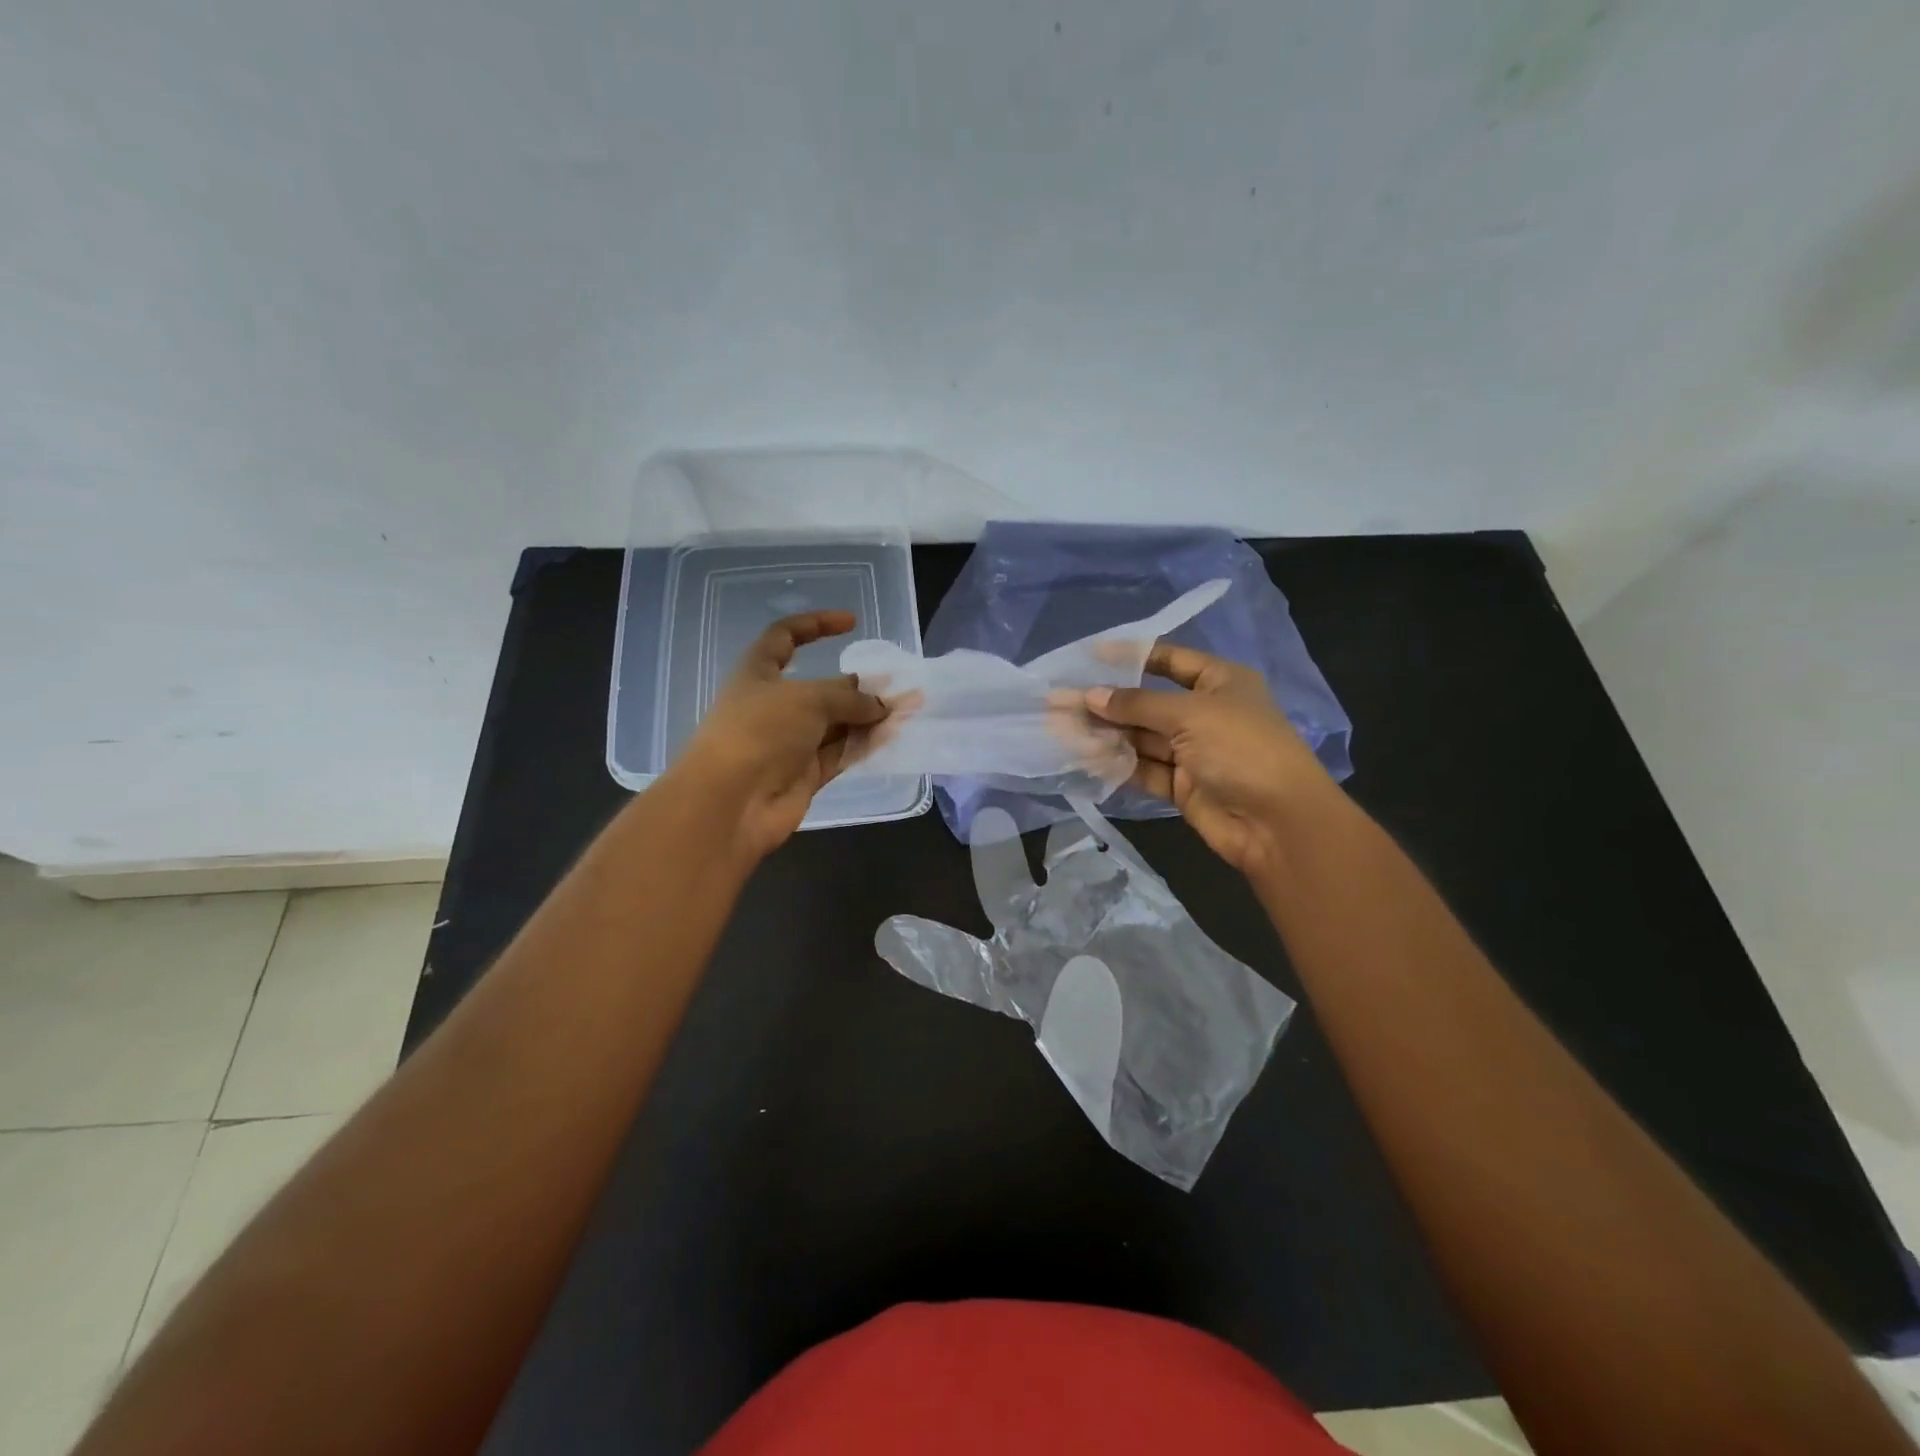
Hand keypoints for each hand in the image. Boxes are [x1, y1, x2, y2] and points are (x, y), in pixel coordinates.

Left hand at [671, 611, 887, 859]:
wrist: (731, 803)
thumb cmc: (760, 731)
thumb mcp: (808, 698)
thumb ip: (848, 697)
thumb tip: (878, 704)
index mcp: (758, 673)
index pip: (785, 637)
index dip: (816, 624)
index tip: (851, 623)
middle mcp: (773, 706)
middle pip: (821, 687)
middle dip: (858, 684)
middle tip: (897, 684)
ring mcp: (789, 742)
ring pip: (836, 723)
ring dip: (868, 716)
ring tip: (906, 710)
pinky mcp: (804, 774)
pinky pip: (840, 753)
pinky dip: (864, 744)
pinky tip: (893, 736)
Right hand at [1086, 645, 1334, 875]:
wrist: (1278, 823)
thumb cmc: (1241, 749)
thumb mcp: (1189, 714)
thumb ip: (1137, 705)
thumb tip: (1090, 696)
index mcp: (1220, 682)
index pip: (1170, 660)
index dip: (1131, 656)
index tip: (1089, 656)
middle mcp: (1205, 713)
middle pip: (1147, 703)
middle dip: (1107, 702)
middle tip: (1061, 701)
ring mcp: (1193, 751)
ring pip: (1141, 738)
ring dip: (1106, 734)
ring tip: (1062, 729)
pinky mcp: (1182, 785)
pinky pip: (1144, 768)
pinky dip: (1118, 764)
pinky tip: (1085, 757)